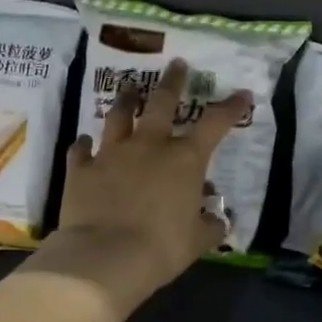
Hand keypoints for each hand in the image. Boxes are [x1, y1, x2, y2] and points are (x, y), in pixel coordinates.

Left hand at [30, 60, 252, 309]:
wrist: (105, 256)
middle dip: (172, 81)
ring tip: (129, 90)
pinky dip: (84, 145)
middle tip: (176, 64)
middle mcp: (149, 145)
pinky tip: (84, 142)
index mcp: (184, 160)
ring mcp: (111, 153)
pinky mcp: (81, 168)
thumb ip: (209, 224)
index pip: (215, 124)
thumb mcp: (197, 241)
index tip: (241, 94)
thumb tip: (216, 217)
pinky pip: (80, 149)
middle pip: (161, 102)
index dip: (231, 107)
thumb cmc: (161, 248)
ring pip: (118, 116)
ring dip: (125, 101)